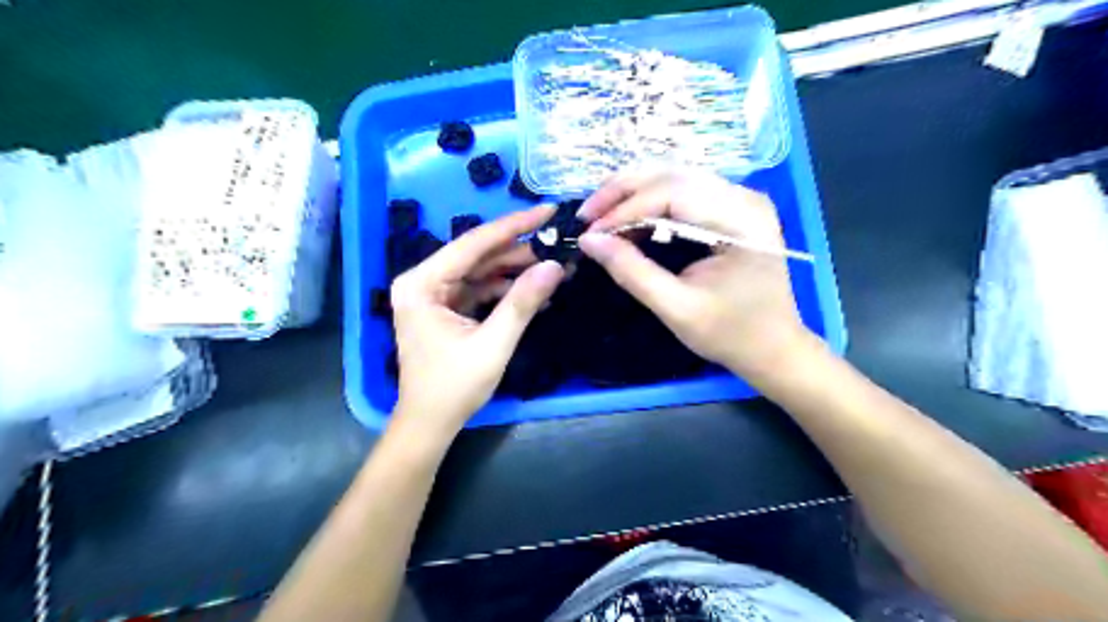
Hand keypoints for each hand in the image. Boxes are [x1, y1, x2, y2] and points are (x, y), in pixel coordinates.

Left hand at [387, 204, 562, 435]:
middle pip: (477, 256)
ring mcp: (433, 294)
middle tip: (558, 244)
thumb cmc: (454, 387)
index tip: (548, 211)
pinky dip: (505, 290)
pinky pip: (479, 289)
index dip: (513, 226)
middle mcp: (422, 281)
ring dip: (515, 271)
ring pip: (481, 271)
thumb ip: (523, 303)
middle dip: (519, 252)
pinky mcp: (445, 308)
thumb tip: (555, 266)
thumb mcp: (493, 344)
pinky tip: (534, 290)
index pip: (472, 244)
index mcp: (421, 284)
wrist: (430, 423)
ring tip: (553, 268)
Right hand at [577, 169, 811, 381]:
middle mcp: (744, 197)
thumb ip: (632, 272)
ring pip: (674, 177)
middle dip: (623, 191)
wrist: (774, 348)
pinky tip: (628, 222)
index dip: (626, 209)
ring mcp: (739, 200)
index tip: (591, 232)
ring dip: (633, 194)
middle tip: (588, 215)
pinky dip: (649, 204)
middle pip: (672, 173)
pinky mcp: (731, 210)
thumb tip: (588, 241)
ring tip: (601, 217)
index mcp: (741, 220)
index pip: (673, 192)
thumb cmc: (731, 334)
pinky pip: (682, 193)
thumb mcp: (676, 308)